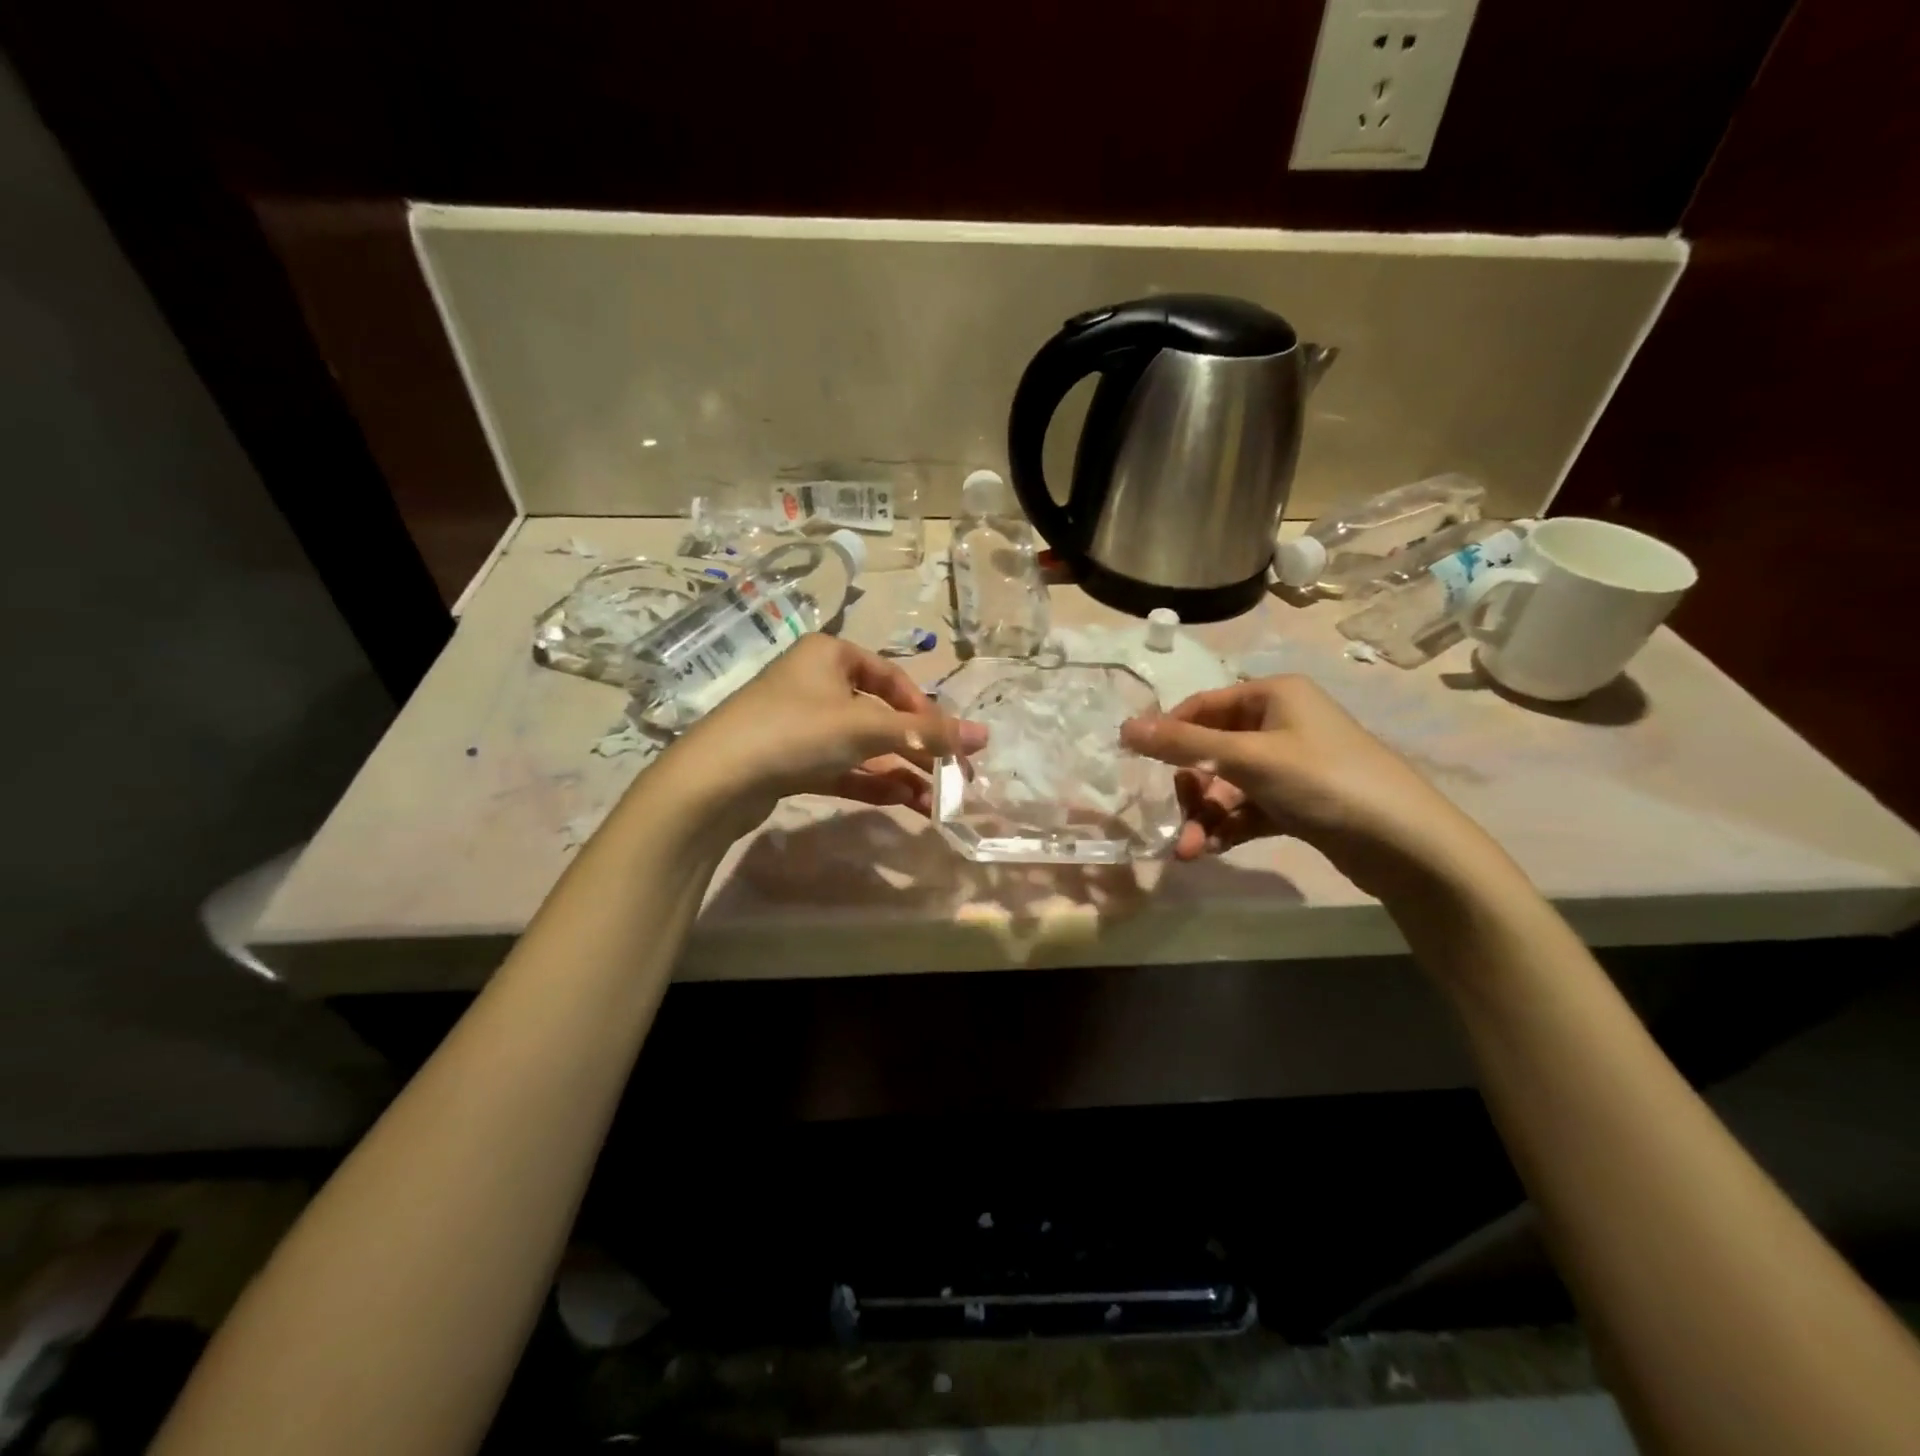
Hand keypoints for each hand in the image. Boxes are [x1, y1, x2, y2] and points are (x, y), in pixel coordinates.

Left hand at [656, 636, 985, 838]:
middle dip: (917, 750)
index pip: (892, 678)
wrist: (713, 781)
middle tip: (953, 779)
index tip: (950, 743)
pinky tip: (903, 802)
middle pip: (881, 716)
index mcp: (830, 655)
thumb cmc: (795, 732)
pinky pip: (842, 767)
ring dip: (900, 772)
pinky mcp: (790, 760)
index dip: (926, 711)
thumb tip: (985, 735)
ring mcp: (801, 724)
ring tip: (935, 803)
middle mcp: (815, 683)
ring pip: (863, 746)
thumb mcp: (866, 728)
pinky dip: (872, 783)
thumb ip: (926, 733)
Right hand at [1120, 676, 1502, 897]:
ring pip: (1228, 785)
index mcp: (1272, 695)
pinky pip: (1248, 808)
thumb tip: (1124, 728)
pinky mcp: (1298, 802)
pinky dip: (1229, 827)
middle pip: (1212, 751)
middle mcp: (1280, 723)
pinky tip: (1216, 849)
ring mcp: (1290, 764)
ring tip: (1193, 852)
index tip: (1138, 766)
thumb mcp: (1248, 758)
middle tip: (1178, 825)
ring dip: (1206, 817)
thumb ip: (1184, 744)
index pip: (1202, 706)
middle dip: (1191, 791)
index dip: (1169, 734)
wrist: (1406, 845)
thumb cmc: (1324, 781)